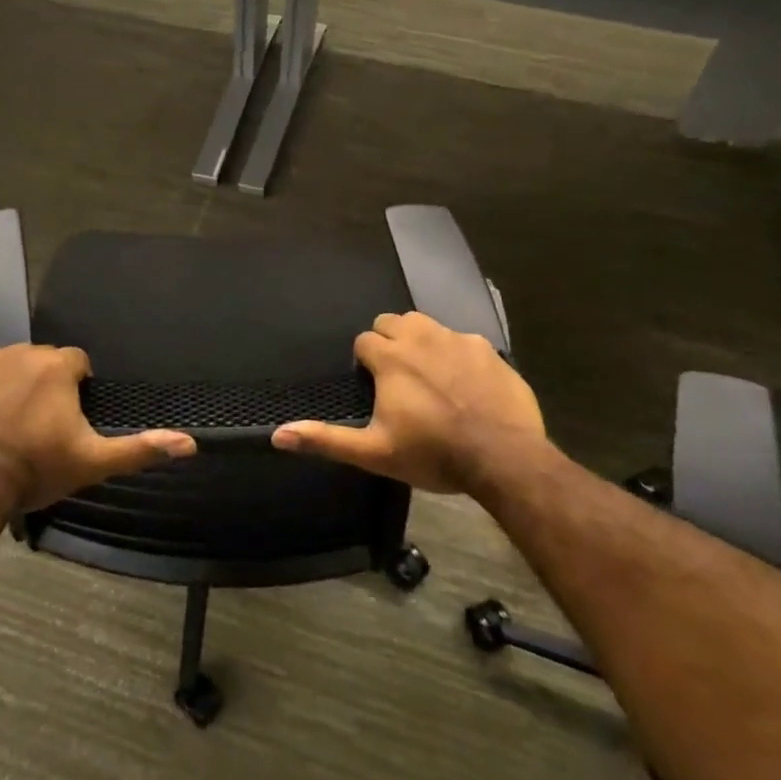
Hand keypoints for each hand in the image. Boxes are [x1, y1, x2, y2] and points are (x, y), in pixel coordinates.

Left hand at [0, 344, 195, 511]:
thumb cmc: (38, 469)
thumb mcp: (93, 462)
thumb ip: (140, 448)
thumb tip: (189, 443)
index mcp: (57, 366)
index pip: (77, 362)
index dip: (76, 389)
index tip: (68, 418)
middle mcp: (23, 353)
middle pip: (44, 361)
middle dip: (46, 384)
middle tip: (41, 424)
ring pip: (12, 364)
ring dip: (16, 383)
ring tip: (13, 421)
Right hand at [271, 312, 555, 494]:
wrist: (503, 457)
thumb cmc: (433, 453)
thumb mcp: (374, 452)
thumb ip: (325, 440)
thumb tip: (277, 435)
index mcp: (390, 357)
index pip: (364, 341)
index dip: (365, 362)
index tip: (373, 385)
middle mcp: (420, 337)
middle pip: (392, 322)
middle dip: (388, 341)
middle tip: (396, 377)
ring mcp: (457, 339)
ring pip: (426, 324)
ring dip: (419, 340)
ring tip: (426, 372)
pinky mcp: (487, 349)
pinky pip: (461, 339)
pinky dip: (455, 353)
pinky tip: (464, 381)